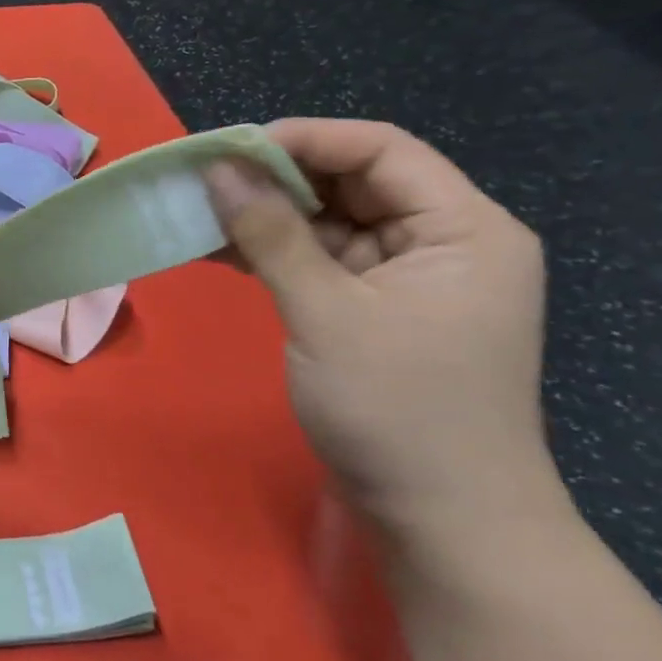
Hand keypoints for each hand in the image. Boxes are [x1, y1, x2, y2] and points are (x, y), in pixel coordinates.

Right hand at [204, 119, 566, 542]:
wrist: (441, 520)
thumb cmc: (397, 410)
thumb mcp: (327, 313)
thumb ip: (271, 234)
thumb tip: (217, 168)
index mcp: (462, 228)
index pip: (380, 150)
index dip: (303, 139)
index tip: (227, 151)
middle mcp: (442, 241)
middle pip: (352, 181)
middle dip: (276, 177)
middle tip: (202, 180)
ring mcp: (408, 277)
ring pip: (329, 221)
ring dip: (266, 216)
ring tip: (198, 211)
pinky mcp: (375, 309)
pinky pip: (319, 259)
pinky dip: (271, 251)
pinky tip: (219, 248)